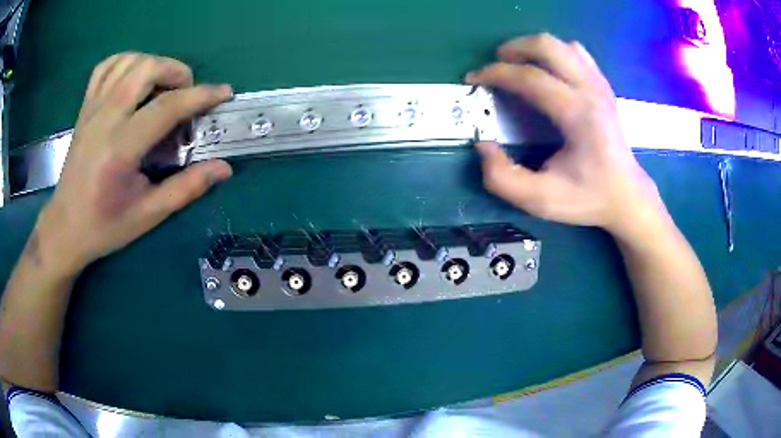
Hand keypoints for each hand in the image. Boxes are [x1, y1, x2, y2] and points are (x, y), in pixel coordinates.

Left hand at [34, 53, 233, 275]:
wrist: (65, 227)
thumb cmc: (104, 226)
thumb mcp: (148, 215)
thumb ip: (186, 188)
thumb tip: (224, 168)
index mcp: (120, 149)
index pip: (167, 107)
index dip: (201, 96)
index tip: (224, 94)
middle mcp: (105, 119)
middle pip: (147, 68)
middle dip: (177, 71)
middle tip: (187, 92)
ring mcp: (92, 109)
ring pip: (128, 60)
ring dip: (154, 63)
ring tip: (163, 85)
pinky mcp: (85, 107)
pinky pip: (106, 66)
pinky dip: (126, 61)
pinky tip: (135, 77)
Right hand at [466, 34, 664, 236]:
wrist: (626, 196)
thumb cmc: (587, 198)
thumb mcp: (540, 200)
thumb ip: (502, 178)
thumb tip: (483, 145)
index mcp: (578, 115)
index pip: (531, 77)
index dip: (495, 73)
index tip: (473, 79)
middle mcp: (591, 91)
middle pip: (547, 46)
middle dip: (514, 48)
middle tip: (496, 65)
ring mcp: (600, 85)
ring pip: (562, 45)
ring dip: (534, 48)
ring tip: (519, 66)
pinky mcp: (603, 86)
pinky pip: (576, 53)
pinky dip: (555, 54)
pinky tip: (548, 72)